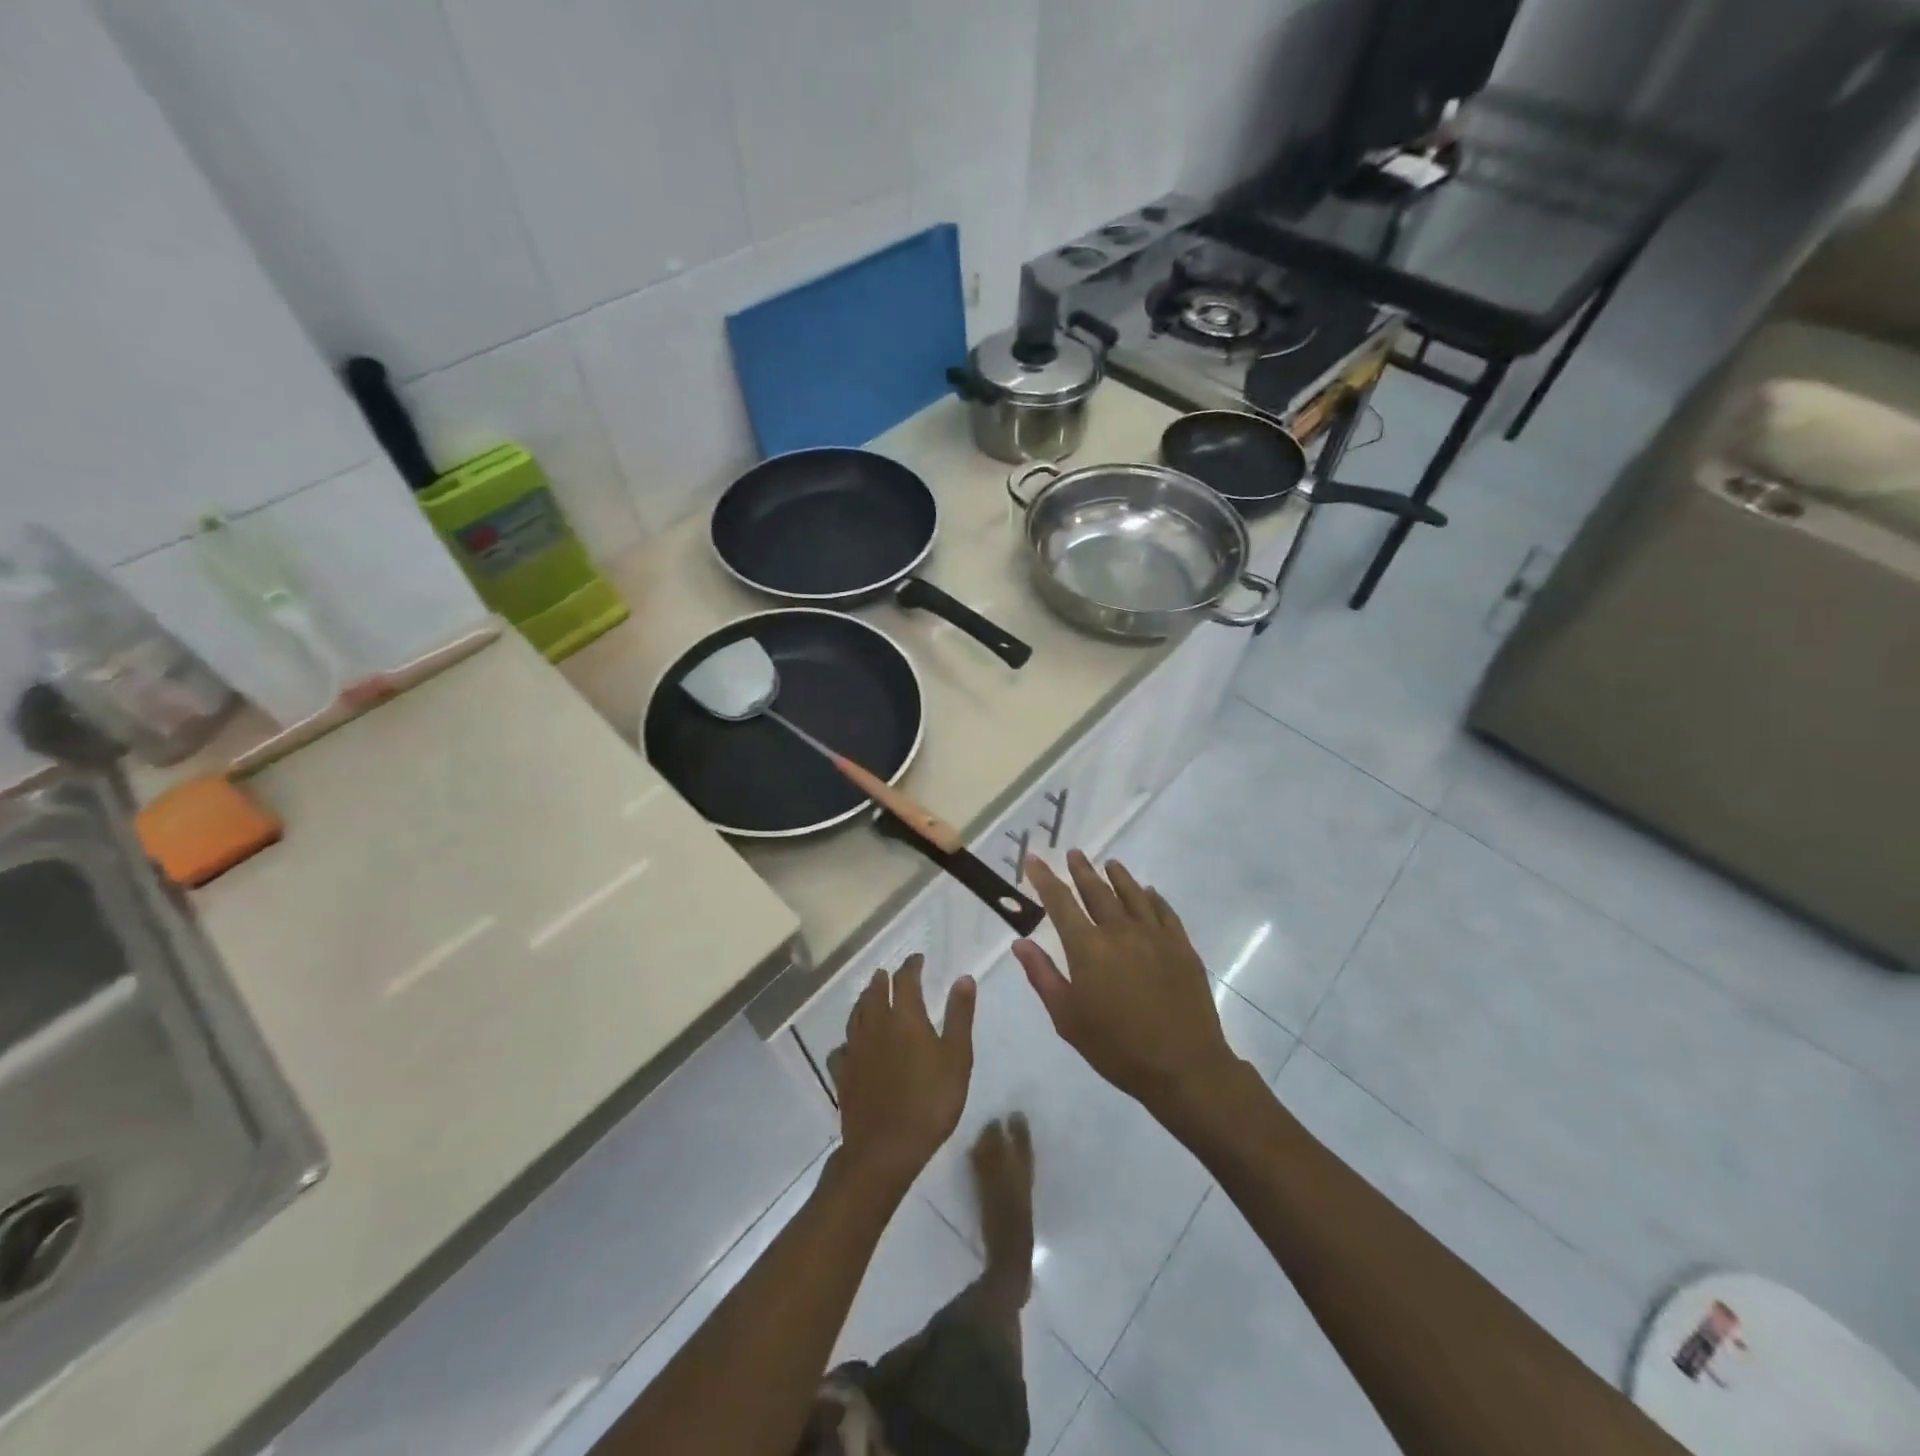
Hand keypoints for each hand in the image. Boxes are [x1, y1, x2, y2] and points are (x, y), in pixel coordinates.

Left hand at [831, 955, 975, 1192]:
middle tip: (889, 974)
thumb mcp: (957, 1058)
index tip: (917, 959)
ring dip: (864, 1002)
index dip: (911, 966)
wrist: (885, 1148)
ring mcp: (855, 1050)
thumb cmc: (930, 1101)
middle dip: (883, 980)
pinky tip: (850, 1046)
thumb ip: (959, 1016)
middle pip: (875, 994)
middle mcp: (876, 1026)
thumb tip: (963, 977)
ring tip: (869, 997)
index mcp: (905, 1018)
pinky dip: (847, 1041)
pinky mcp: (842, 1075)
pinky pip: (841, 1049)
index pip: (905, 980)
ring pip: (855, 1016)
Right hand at [1014, 852, 1240, 1117]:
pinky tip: (1148, 892)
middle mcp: (1120, 931)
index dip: (1044, 878)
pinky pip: (1164, 911)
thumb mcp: (1067, 1018)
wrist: (1183, 1066)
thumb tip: (1020, 943)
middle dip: (1082, 870)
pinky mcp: (1181, 946)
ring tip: (1109, 863)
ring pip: (1133, 894)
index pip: (1060, 902)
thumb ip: (1043, 975)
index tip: (1034, 859)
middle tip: (1074, 854)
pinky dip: (1152, 897)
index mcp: (1088, 947)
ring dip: (1118, 876)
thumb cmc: (1116, 1047)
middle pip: (1097, 891)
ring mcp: (1155, 936)